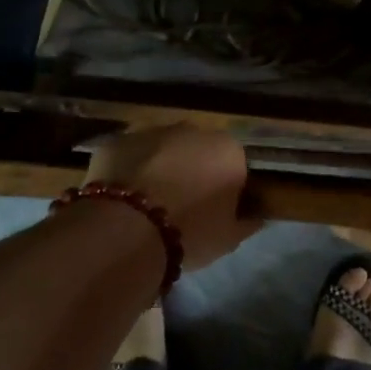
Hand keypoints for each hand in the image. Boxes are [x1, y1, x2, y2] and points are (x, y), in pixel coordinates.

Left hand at [84, 124, 259, 270]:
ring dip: (160, 168)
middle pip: (198, 150)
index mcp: (228, 150)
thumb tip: (253, 217)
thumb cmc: (190, 233)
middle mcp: (193, 131)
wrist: (126, 230)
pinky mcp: (117, 141)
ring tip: (148, 203)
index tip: (216, 209)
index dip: (225, 185)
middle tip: (182, 206)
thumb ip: (245, 222)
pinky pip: (129, 156)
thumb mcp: (229, 238)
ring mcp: (151, 132)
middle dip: (192, 170)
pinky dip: (128, 171)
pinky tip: (122, 199)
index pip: (234, 164)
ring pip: (162, 149)